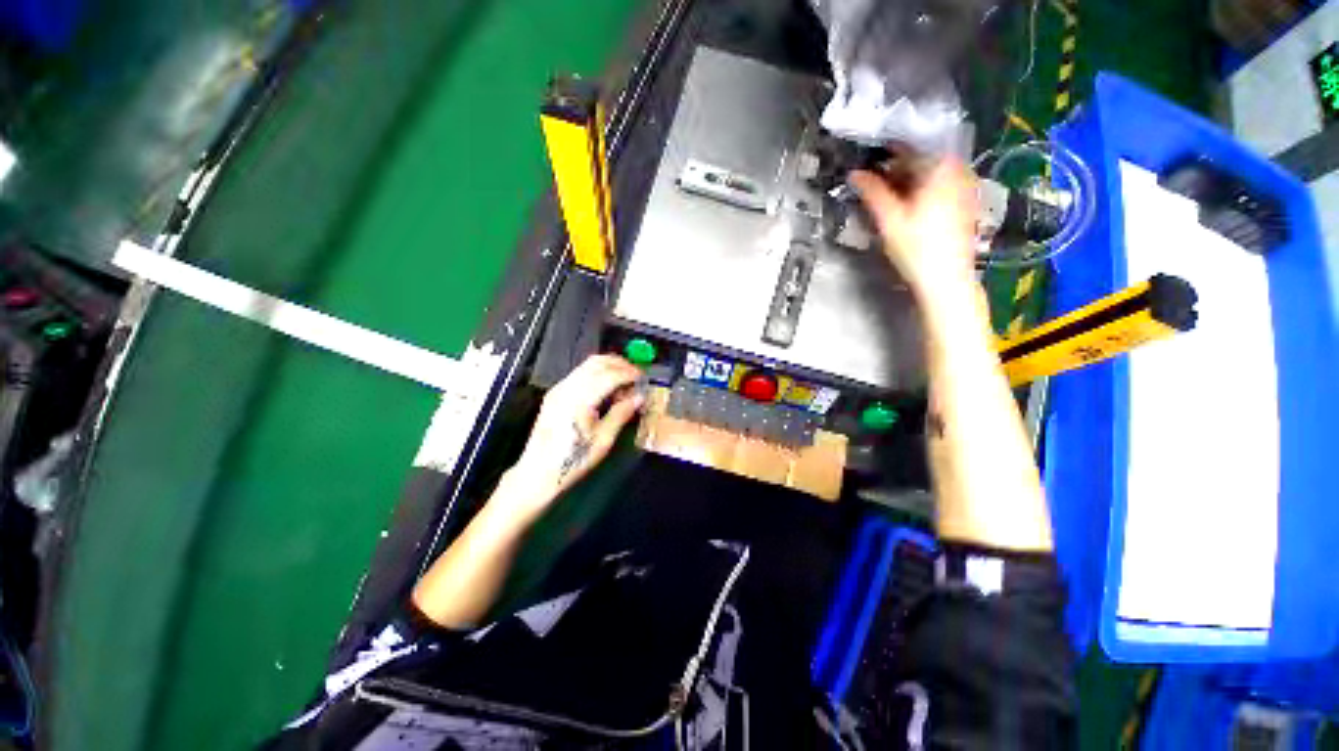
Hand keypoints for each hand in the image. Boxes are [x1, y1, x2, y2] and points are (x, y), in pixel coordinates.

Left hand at [507, 354, 644, 507]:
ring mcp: (559, 388)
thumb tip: (639, 397)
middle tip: (637, 376)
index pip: (609, 375)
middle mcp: (567, 388)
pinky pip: (580, 373)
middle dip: (620, 365)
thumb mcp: (603, 440)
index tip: (644, 379)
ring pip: (588, 364)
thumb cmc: (573, 459)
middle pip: (597, 363)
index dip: (629, 373)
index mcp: (579, 399)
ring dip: (609, 366)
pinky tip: (607, 387)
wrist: (538, 471)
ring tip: (625, 380)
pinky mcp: (556, 393)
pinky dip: (597, 373)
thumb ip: (621, 414)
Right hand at [851, 158, 978, 302]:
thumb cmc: (917, 248)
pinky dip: (923, 186)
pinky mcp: (965, 204)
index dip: (892, 146)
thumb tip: (855, 173)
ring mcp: (965, 188)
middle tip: (875, 172)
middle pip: (927, 156)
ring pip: (934, 171)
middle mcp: (959, 172)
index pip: (916, 143)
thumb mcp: (889, 219)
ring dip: (910, 175)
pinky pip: (942, 184)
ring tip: (887, 187)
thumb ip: (872, 192)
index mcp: (943, 169)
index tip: (872, 152)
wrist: (945, 279)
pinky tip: (907, 201)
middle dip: (900, 162)